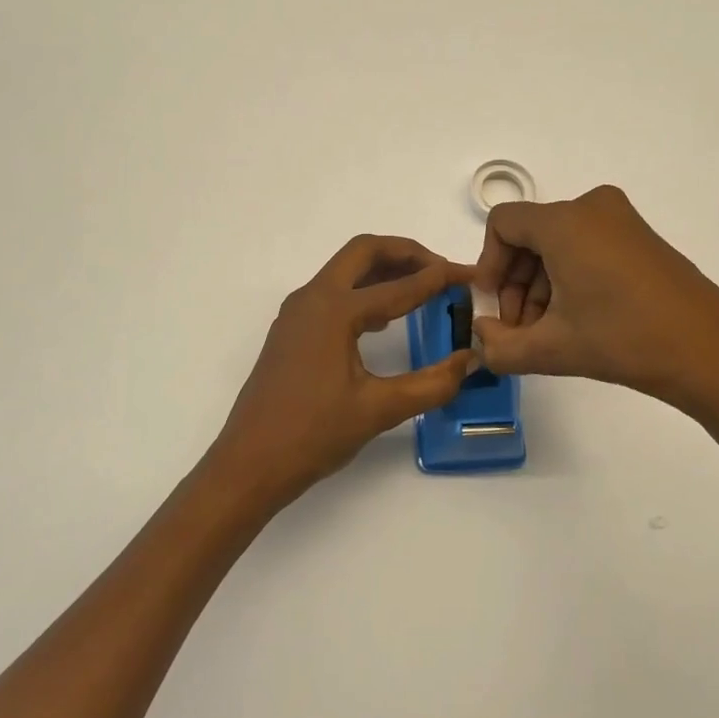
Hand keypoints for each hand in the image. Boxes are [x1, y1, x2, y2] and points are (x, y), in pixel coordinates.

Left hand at [206, 234, 474, 510]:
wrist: (248, 465)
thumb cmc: (312, 435)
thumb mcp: (378, 410)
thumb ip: (431, 384)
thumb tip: (470, 360)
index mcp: (334, 310)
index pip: (399, 286)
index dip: (439, 279)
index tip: (470, 275)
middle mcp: (312, 298)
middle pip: (364, 253)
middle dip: (406, 253)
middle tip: (442, 270)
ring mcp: (297, 312)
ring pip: (345, 270)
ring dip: (384, 269)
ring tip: (422, 286)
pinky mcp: (292, 330)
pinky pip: (333, 292)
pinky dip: (364, 290)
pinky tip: (386, 317)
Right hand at [472, 186, 718, 425]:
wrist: (711, 352)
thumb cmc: (624, 340)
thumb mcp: (552, 349)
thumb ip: (500, 346)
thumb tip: (479, 338)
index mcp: (564, 221)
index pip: (502, 224)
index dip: (488, 264)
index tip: (493, 307)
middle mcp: (591, 207)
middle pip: (530, 234)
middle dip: (516, 282)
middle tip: (519, 329)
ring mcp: (621, 219)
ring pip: (558, 243)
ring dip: (542, 285)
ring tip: (547, 333)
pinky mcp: (641, 237)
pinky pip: (586, 245)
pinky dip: (570, 277)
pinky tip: (577, 320)